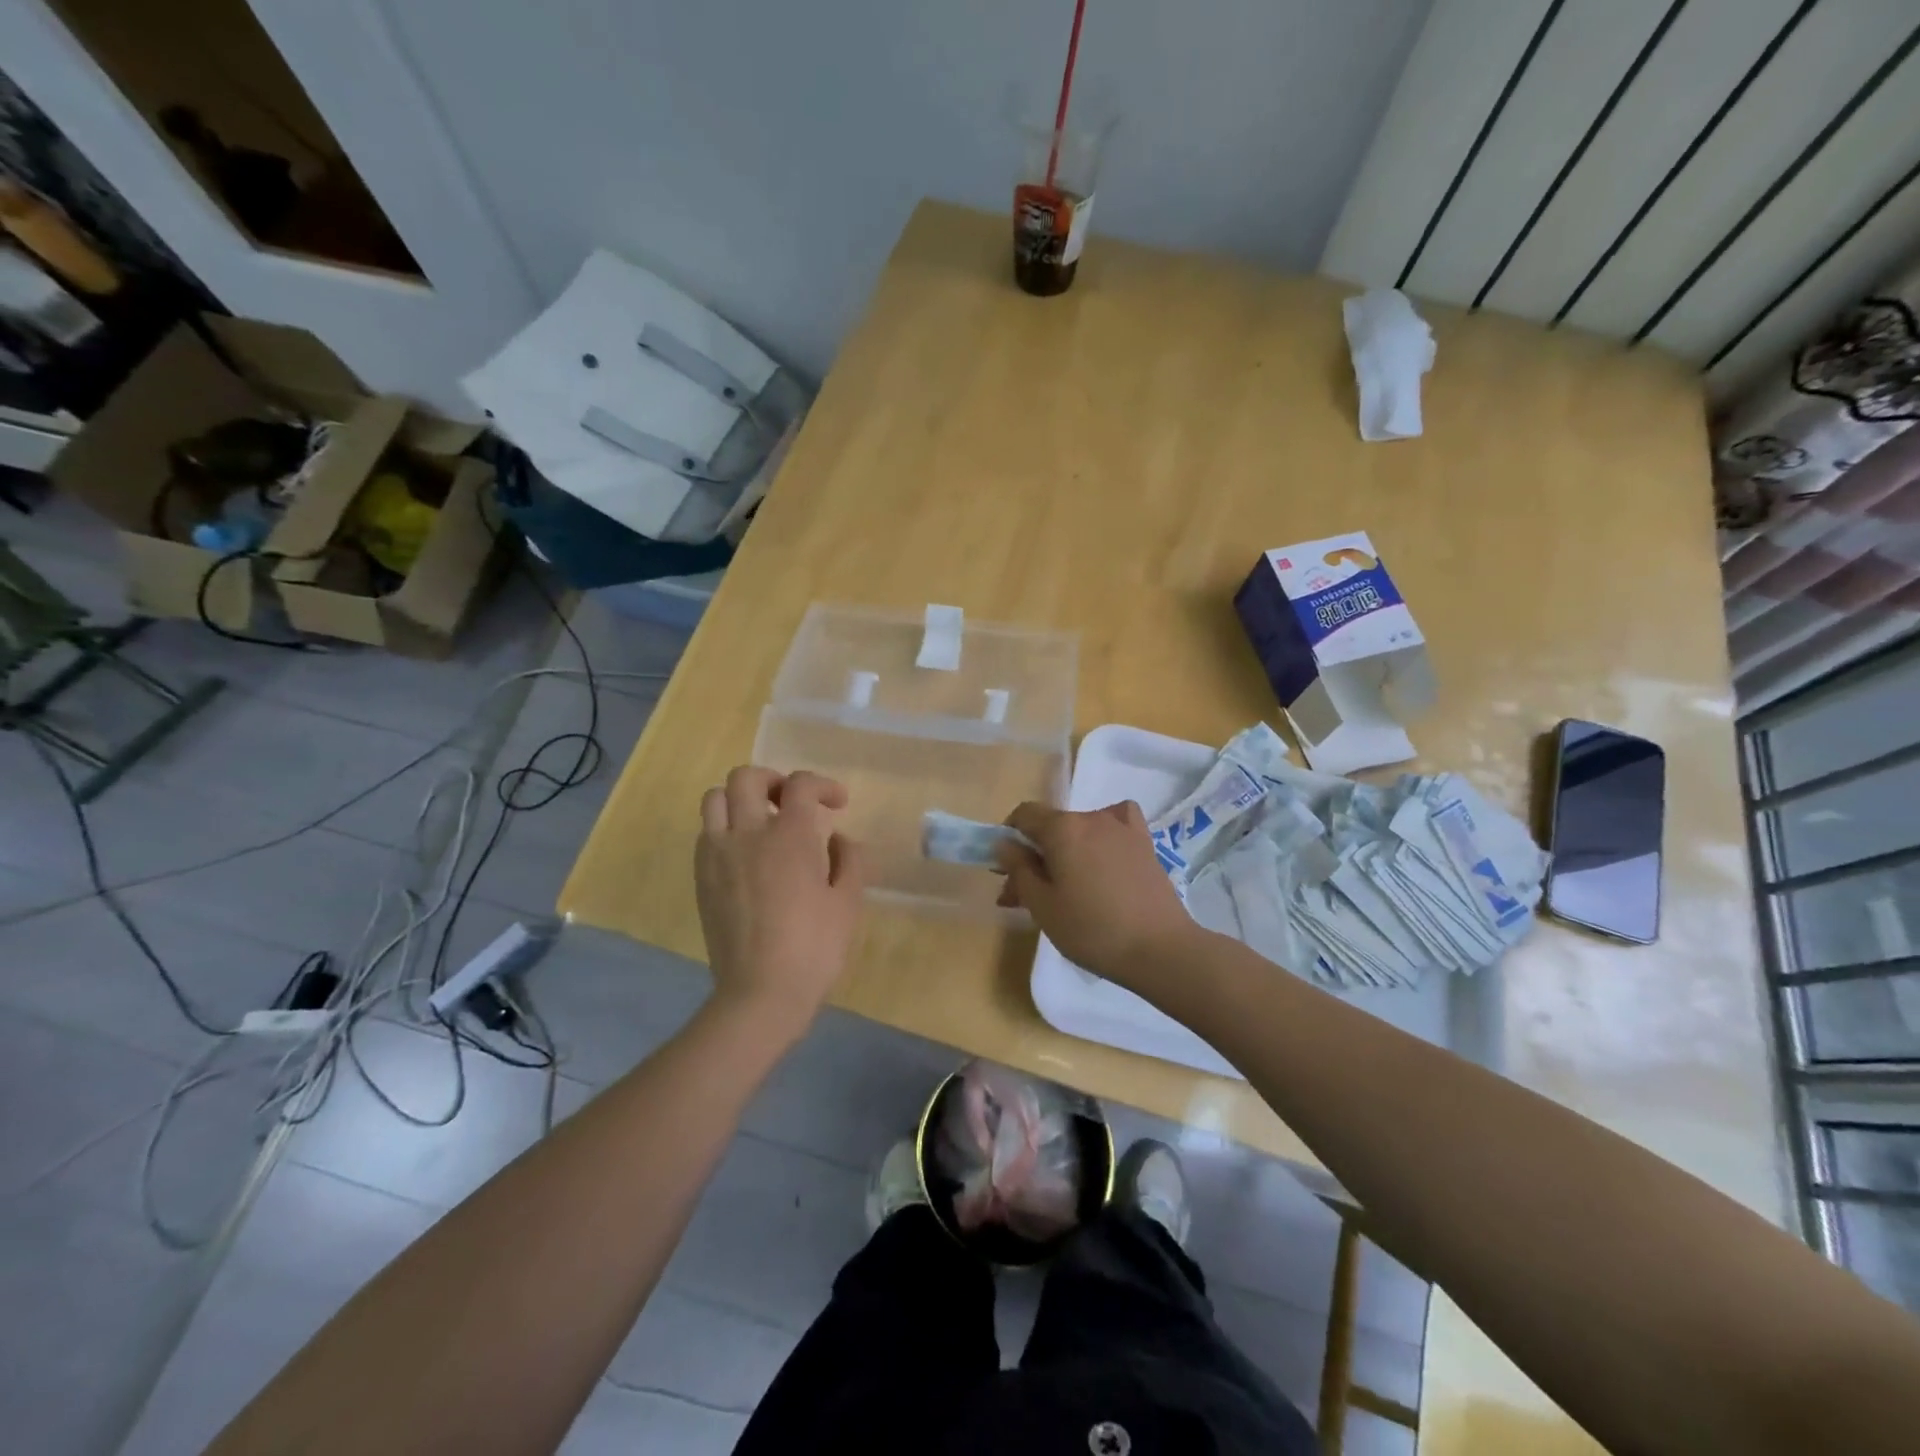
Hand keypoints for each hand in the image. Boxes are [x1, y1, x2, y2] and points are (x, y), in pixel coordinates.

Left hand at [695, 767, 864, 1038]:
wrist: (760, 992)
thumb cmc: (814, 947)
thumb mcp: (848, 902)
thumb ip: (849, 859)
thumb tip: (837, 839)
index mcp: (790, 836)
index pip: (800, 785)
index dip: (823, 785)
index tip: (837, 804)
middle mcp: (748, 834)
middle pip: (746, 777)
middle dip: (774, 781)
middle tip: (792, 803)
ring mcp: (717, 854)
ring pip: (715, 798)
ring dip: (740, 799)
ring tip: (761, 821)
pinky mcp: (701, 877)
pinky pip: (706, 832)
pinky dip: (725, 827)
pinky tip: (745, 853)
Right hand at [994, 800, 1196, 985]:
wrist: (1159, 949)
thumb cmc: (1092, 929)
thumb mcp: (1042, 905)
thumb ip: (1019, 869)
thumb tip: (1004, 843)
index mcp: (1062, 829)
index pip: (1024, 814)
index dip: (1009, 836)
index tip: (1007, 869)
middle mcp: (1091, 817)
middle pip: (1052, 827)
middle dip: (1034, 855)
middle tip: (1026, 897)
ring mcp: (1122, 828)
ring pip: (1080, 831)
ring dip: (1064, 853)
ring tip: (1065, 889)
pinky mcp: (1144, 843)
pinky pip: (1115, 825)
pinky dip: (1102, 835)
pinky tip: (1103, 856)